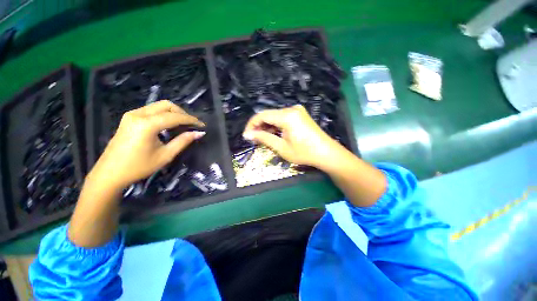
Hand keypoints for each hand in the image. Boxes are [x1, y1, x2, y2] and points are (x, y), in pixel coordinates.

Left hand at [89, 100, 204, 188]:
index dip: (191, 120)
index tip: (202, 126)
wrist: (109, 173)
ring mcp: (132, 114)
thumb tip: (199, 133)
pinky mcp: (129, 118)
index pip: (175, 117)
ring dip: (173, 113)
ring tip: (183, 125)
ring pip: (158, 106)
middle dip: (182, 113)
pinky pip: (151, 110)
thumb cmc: (138, 167)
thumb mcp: (165, 155)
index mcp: (146, 124)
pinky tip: (168, 125)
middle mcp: (138, 114)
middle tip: (192, 124)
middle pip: (166, 105)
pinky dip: (164, 114)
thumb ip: (183, 141)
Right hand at [242, 105, 344, 168]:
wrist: (326, 153)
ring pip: (275, 117)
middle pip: (269, 115)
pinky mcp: (300, 115)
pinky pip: (283, 118)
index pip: (262, 115)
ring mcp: (297, 111)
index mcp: (287, 116)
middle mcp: (291, 109)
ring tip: (263, 139)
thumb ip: (263, 138)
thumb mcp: (281, 147)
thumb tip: (247, 134)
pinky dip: (276, 126)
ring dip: (267, 127)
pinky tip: (274, 134)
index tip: (246, 135)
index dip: (251, 125)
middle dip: (259, 127)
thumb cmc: (304, 152)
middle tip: (254, 139)